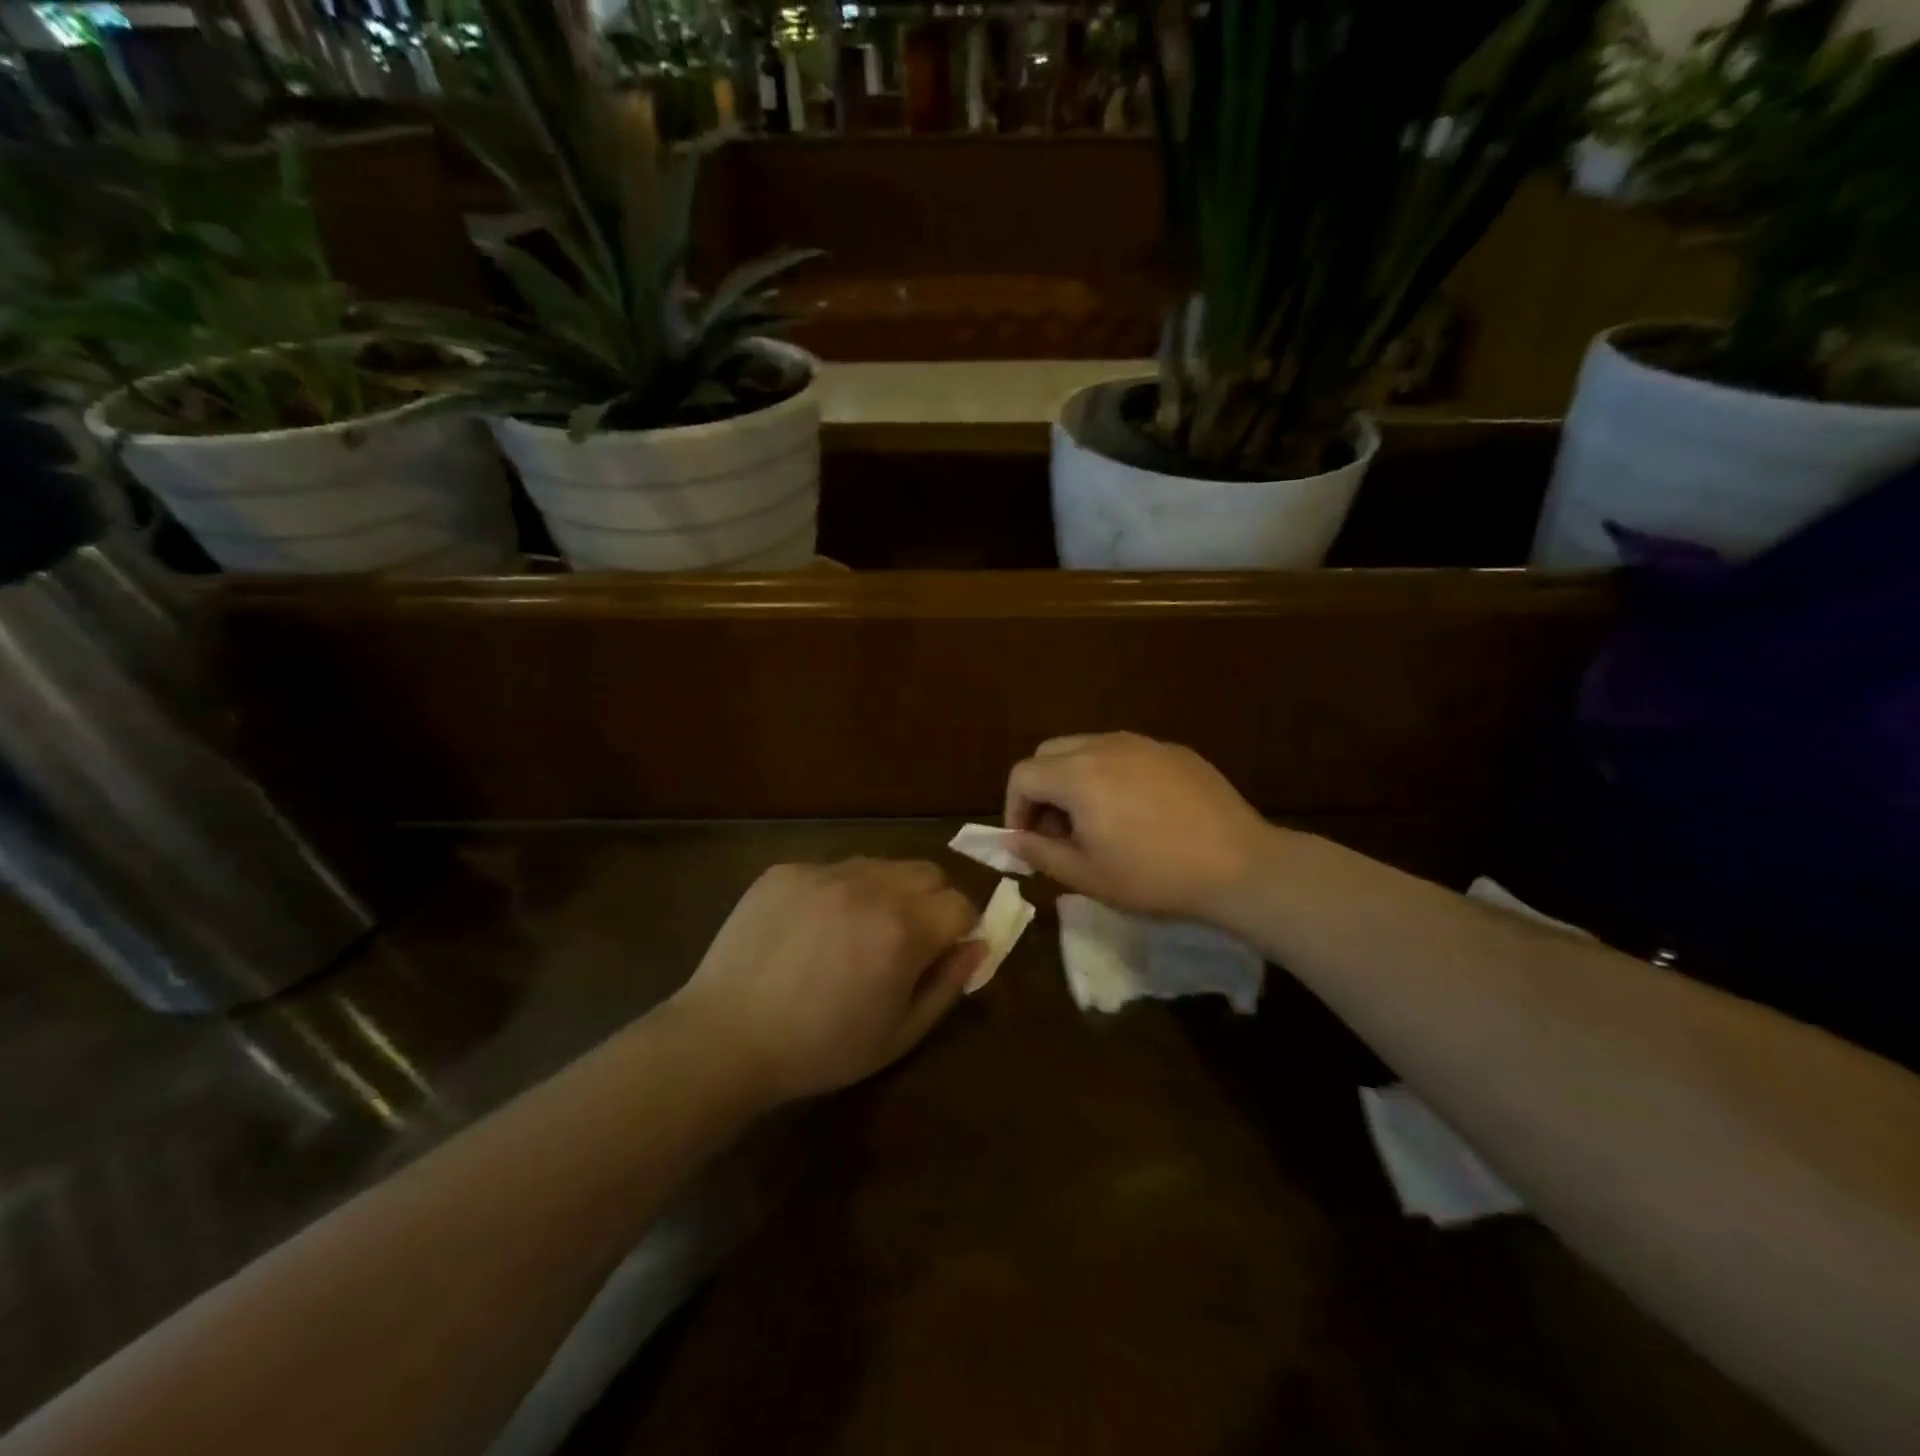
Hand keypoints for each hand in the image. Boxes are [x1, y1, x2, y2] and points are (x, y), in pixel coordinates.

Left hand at [669, 859, 983, 1105]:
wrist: (725, 1037)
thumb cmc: (820, 1049)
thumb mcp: (898, 1035)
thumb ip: (947, 986)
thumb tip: (977, 946)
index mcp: (902, 930)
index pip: (960, 904)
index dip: (960, 929)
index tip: (943, 952)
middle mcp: (869, 887)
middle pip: (928, 873)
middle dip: (931, 902)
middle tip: (905, 940)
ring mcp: (824, 873)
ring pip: (881, 865)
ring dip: (887, 891)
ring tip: (857, 932)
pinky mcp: (787, 871)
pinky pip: (833, 870)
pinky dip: (839, 892)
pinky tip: (813, 929)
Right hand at [1004, 732, 1274, 921]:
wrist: (1238, 866)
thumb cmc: (1153, 876)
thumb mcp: (1087, 876)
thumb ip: (1040, 852)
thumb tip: (1012, 839)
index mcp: (1077, 774)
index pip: (1023, 775)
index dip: (1014, 808)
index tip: (1029, 841)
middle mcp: (1105, 746)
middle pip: (1050, 753)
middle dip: (1042, 789)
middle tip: (1058, 831)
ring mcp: (1143, 744)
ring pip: (1088, 748)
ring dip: (1076, 779)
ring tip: (1097, 821)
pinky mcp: (1174, 751)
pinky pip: (1126, 754)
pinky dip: (1113, 775)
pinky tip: (1139, 812)